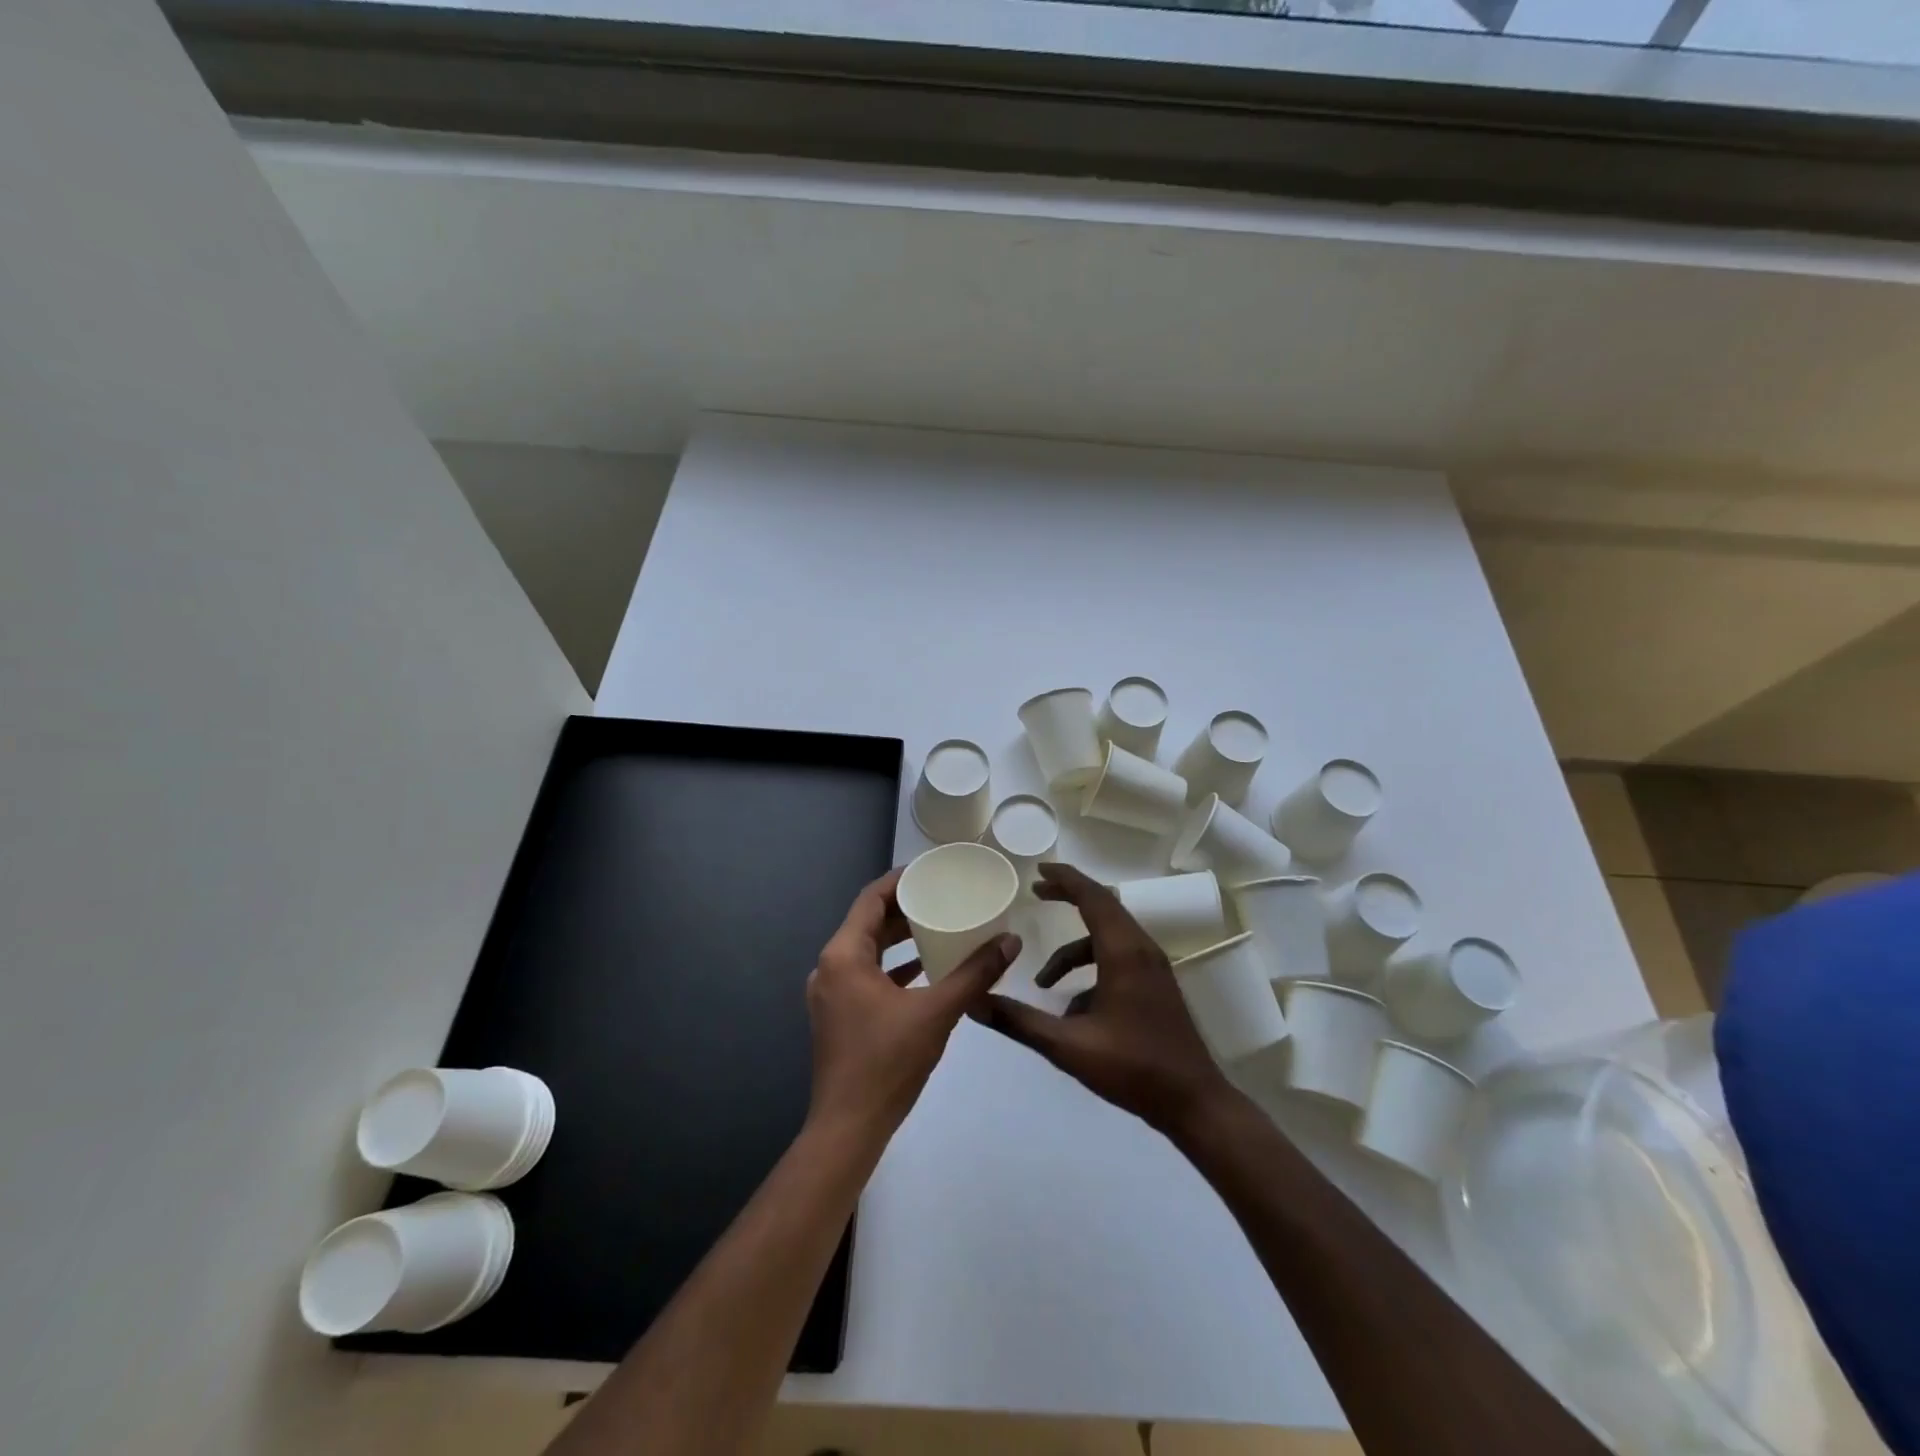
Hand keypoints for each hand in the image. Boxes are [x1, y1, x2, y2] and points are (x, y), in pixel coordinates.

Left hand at [806, 868, 1020, 1140]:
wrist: (849, 1128)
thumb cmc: (887, 1062)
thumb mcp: (937, 1012)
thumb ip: (974, 974)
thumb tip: (1011, 942)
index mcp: (843, 956)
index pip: (870, 899)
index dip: (900, 880)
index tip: (932, 870)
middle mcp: (830, 967)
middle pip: (867, 922)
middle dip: (904, 907)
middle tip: (942, 895)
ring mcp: (830, 993)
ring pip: (867, 950)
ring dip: (899, 937)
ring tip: (938, 924)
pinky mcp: (837, 1015)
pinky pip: (866, 974)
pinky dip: (892, 966)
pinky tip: (925, 968)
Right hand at [977, 863, 1231, 1134]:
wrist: (1194, 1103)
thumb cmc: (1132, 1069)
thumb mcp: (1067, 1047)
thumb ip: (1019, 1022)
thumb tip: (975, 1003)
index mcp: (1123, 953)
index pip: (1093, 897)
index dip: (1065, 879)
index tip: (1038, 872)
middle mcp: (1142, 949)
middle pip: (1103, 906)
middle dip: (1069, 897)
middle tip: (1036, 894)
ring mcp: (1153, 967)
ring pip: (1110, 935)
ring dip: (1074, 948)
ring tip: (1043, 980)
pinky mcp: (1157, 985)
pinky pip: (1119, 957)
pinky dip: (1092, 966)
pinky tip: (1074, 1007)